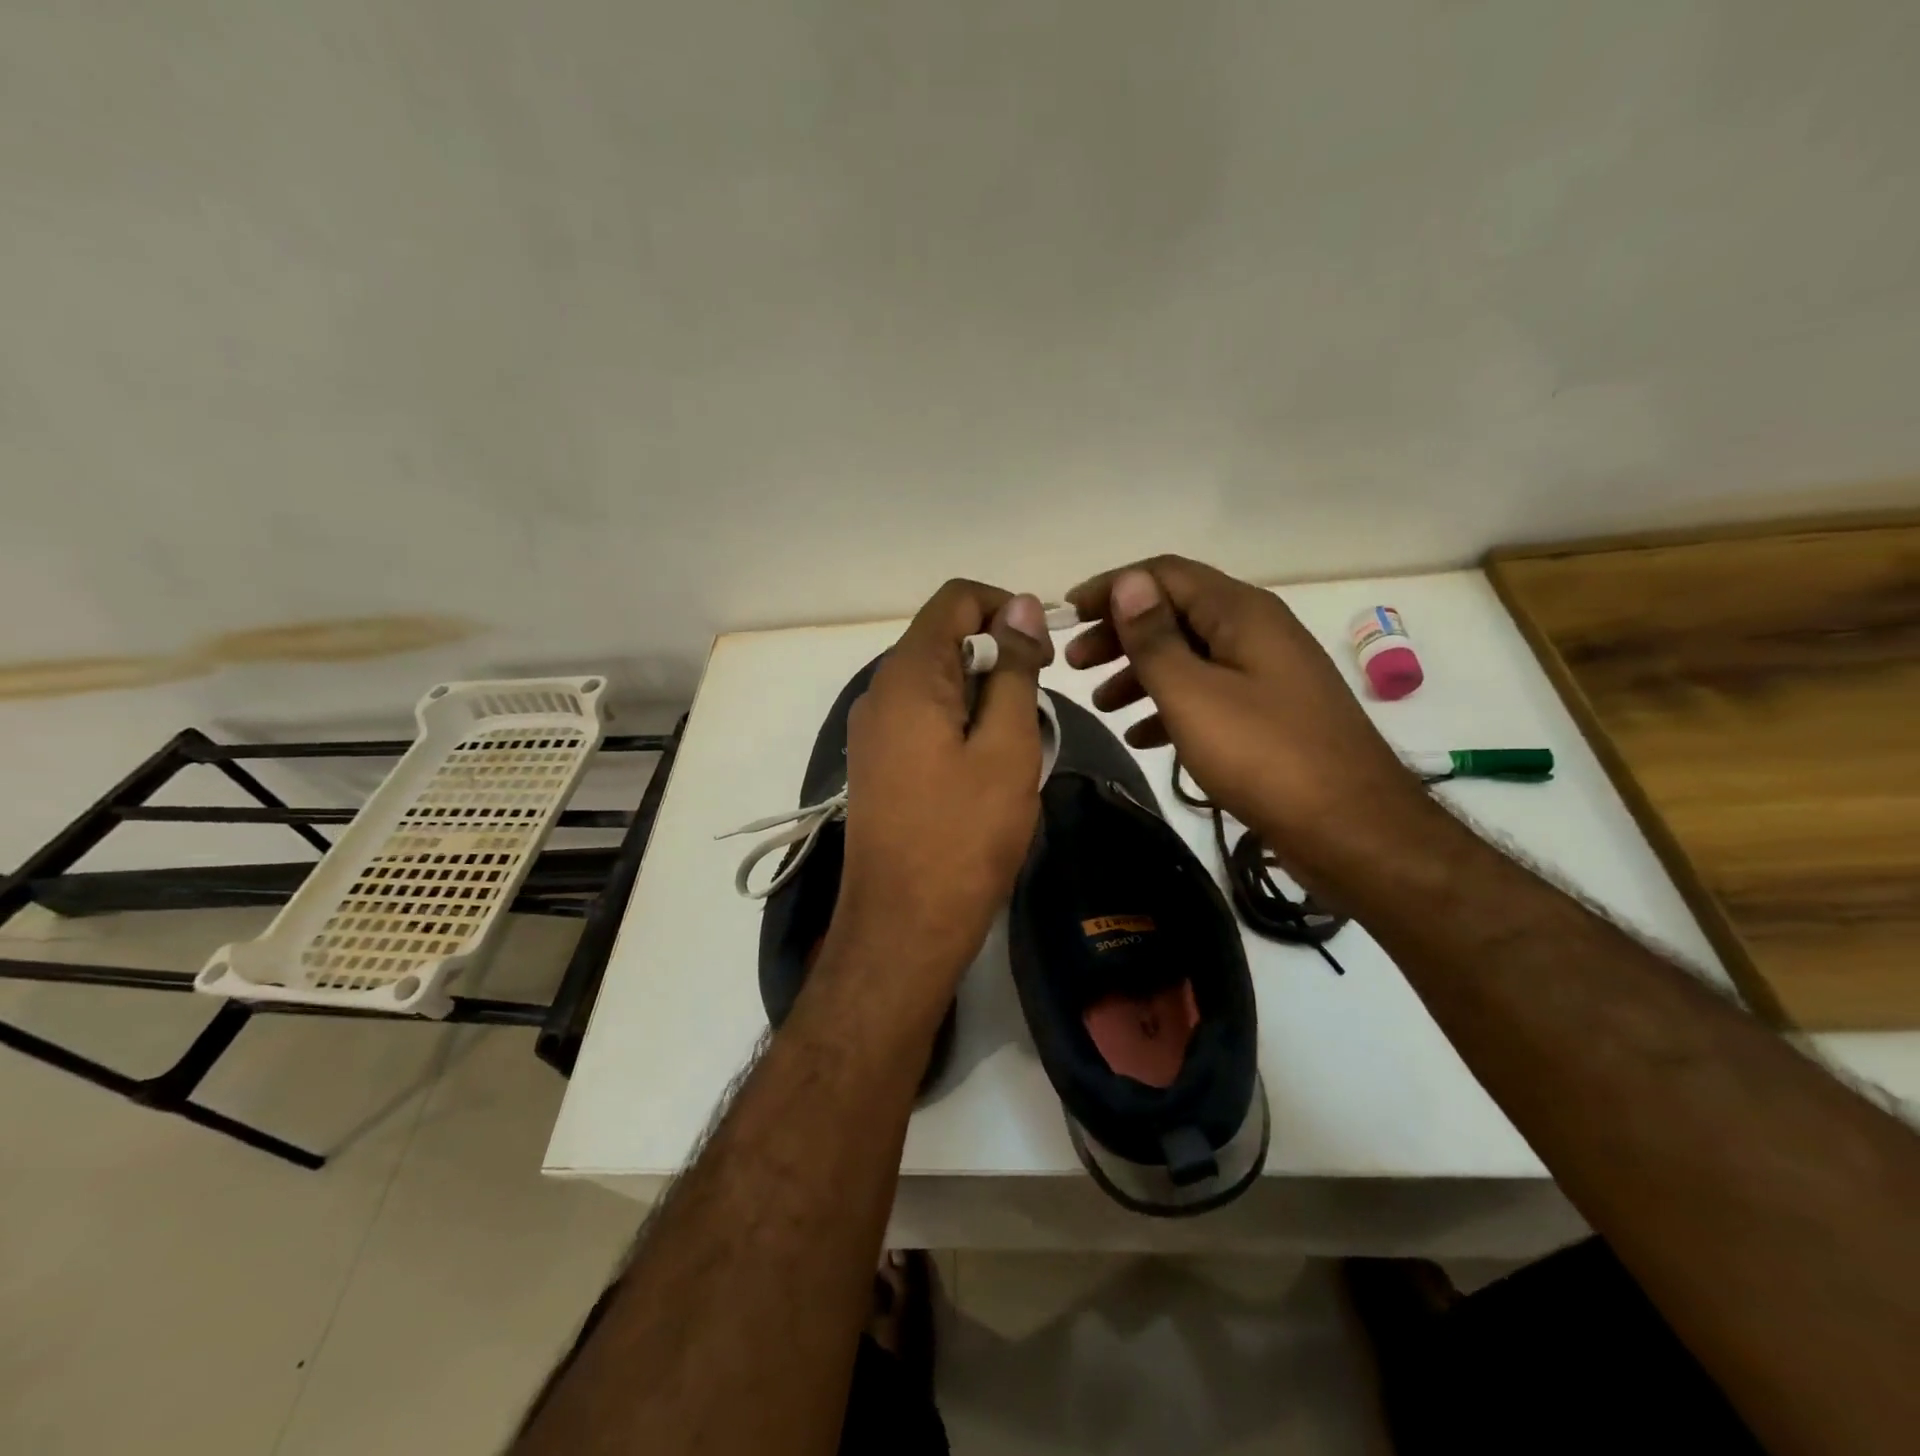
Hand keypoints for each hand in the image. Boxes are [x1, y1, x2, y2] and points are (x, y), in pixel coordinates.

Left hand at [828, 580, 1052, 1003]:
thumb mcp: (1006, 747)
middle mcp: (879, 691)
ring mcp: (873, 730)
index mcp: (908, 676)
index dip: (1006, 607)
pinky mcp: (877, 763)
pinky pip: (923, 718)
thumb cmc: (964, 836)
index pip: (955, 598)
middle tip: (1038, 706)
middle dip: (998, 655)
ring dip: (983, 695)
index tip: (1044, 652)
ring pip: (936, 682)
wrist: (903, 926)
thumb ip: (1014, 669)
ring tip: (1017, 743)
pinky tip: (985, 767)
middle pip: (943, 638)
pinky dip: (960, 723)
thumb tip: (1023, 606)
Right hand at [1066, 557, 1436, 891]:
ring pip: (1190, 657)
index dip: (1112, 588)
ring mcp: (1267, 674)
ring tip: (1101, 704)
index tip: (1067, 615)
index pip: (1164, 574)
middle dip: (1120, 634)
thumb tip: (1128, 582)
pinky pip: (1209, 695)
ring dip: (1141, 673)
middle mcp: (1256, 632)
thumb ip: (1155, 638)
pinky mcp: (1270, 714)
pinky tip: (1143, 736)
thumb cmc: (1263, 755)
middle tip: (1075, 663)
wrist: (1352, 829)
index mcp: (1241, 613)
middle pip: (1176, 614)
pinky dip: (1171, 706)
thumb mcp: (1193, 694)